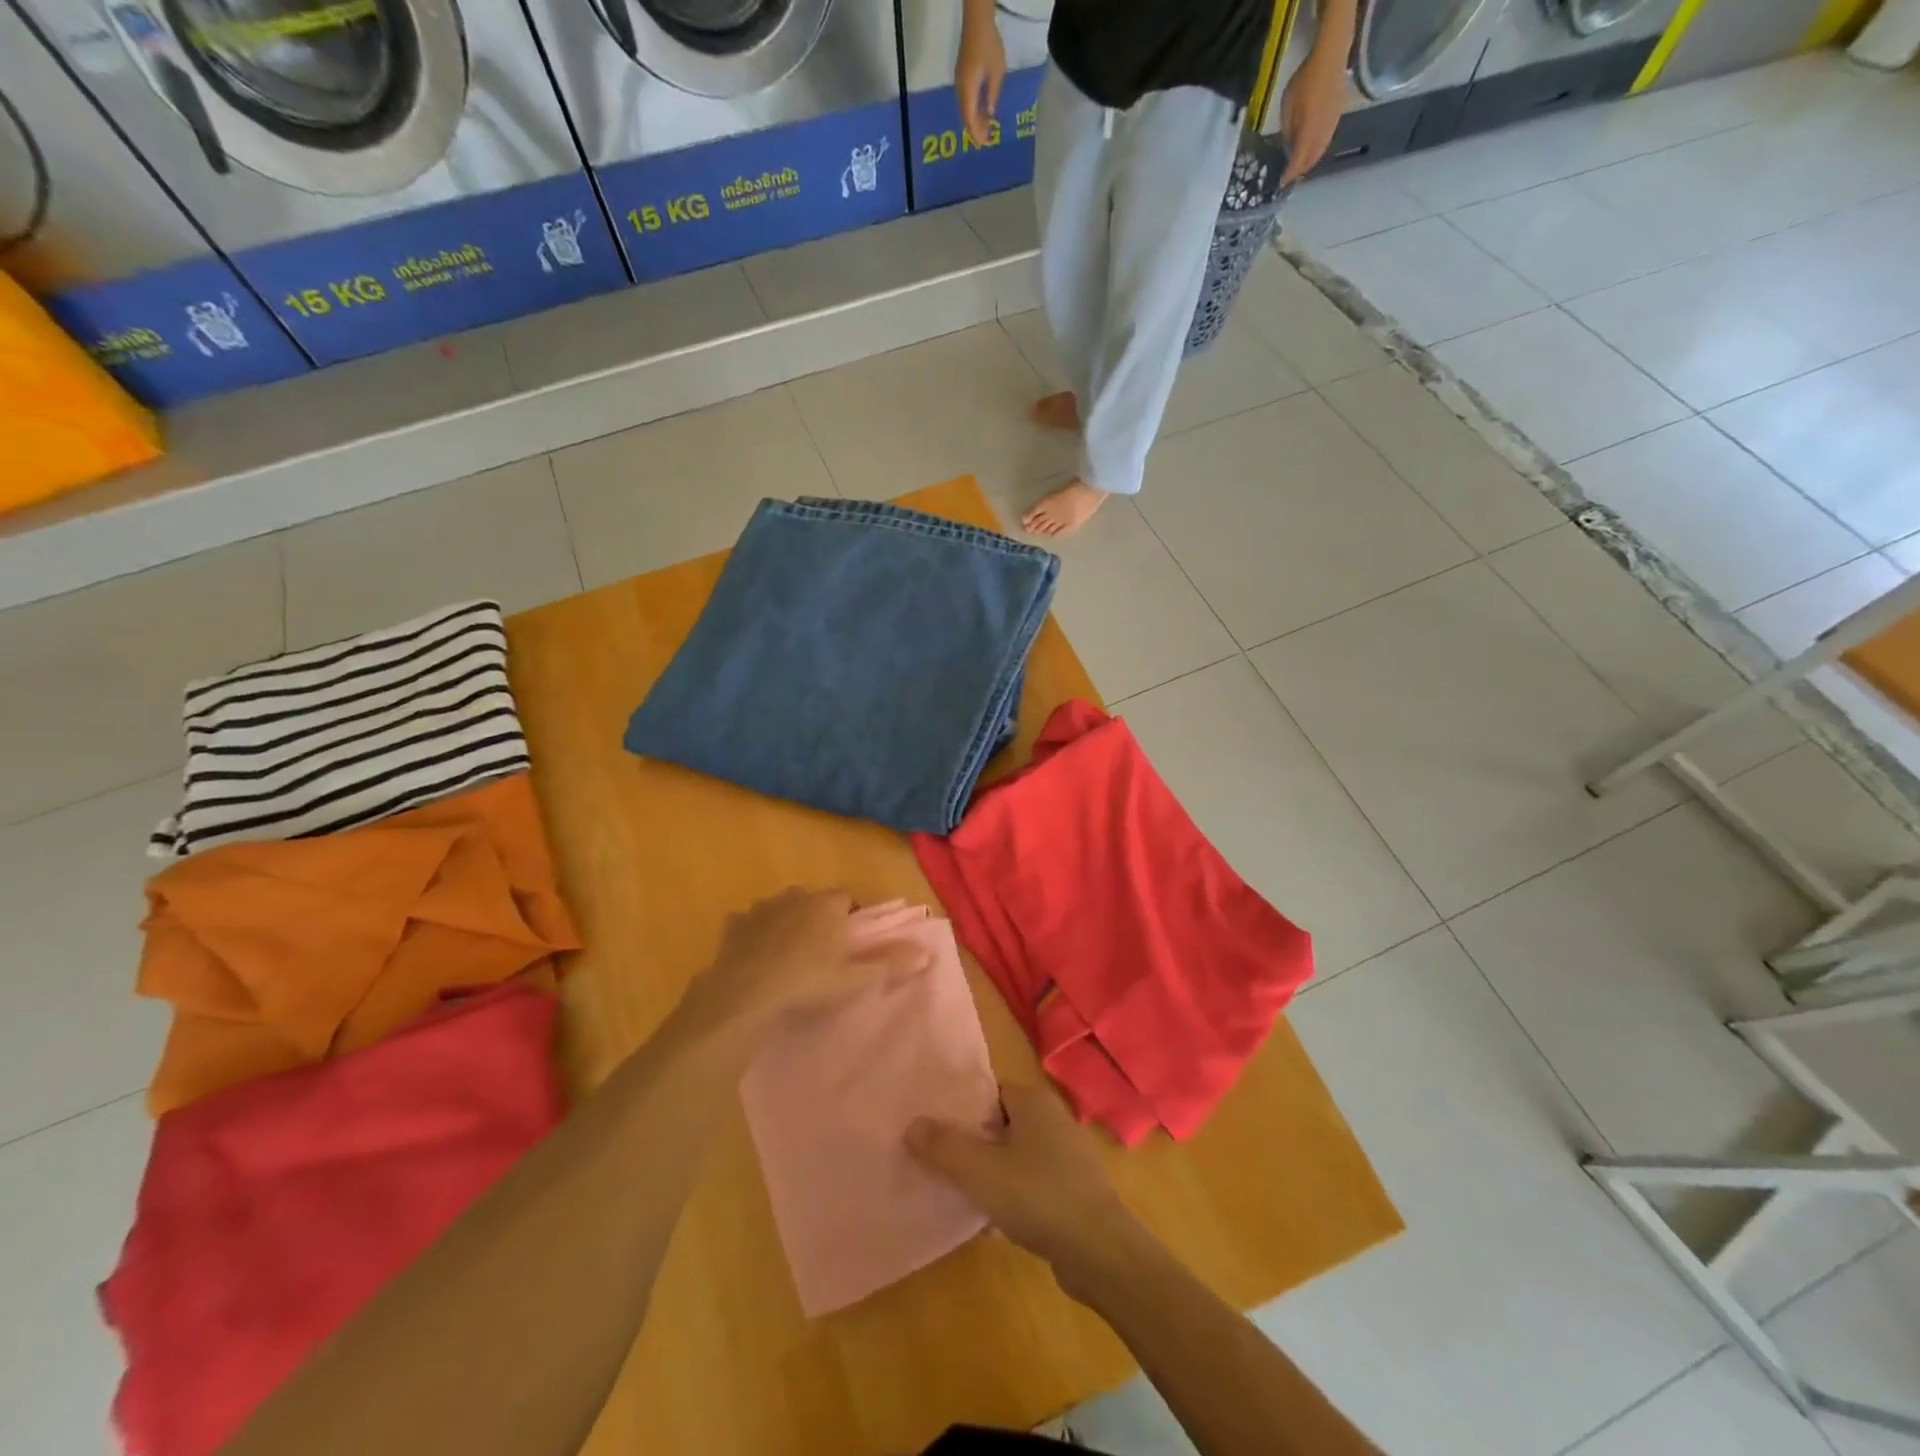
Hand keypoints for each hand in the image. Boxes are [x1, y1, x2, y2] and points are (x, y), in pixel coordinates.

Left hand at [701, 888, 931, 1026]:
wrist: (745, 994)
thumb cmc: (807, 983)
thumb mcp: (854, 978)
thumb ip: (890, 963)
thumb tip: (927, 953)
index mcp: (827, 905)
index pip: (847, 899)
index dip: (849, 919)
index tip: (848, 945)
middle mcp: (796, 896)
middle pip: (813, 901)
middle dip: (817, 918)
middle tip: (820, 953)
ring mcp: (762, 907)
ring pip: (781, 909)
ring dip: (786, 923)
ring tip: (787, 956)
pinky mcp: (734, 923)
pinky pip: (749, 923)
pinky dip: (754, 934)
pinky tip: (754, 957)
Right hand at [907, 1083, 1136, 1277]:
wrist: (1100, 1251)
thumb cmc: (1038, 1196)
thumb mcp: (980, 1171)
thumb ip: (943, 1146)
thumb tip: (912, 1123)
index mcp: (1033, 1101)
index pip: (988, 1091)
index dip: (959, 1108)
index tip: (933, 1129)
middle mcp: (1052, 1119)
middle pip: (999, 1124)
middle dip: (971, 1143)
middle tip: (938, 1162)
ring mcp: (1066, 1155)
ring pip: (1014, 1156)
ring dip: (989, 1173)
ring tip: (957, 1193)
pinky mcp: (1072, 1190)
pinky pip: (1030, 1184)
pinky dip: (1010, 1197)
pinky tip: (990, 1224)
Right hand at [954, 2, 1006, 148]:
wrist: (977, 21)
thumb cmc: (989, 46)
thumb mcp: (997, 73)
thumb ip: (992, 95)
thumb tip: (990, 114)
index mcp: (968, 90)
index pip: (970, 119)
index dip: (977, 133)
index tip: (986, 143)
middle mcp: (961, 89)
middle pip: (966, 116)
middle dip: (976, 129)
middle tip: (987, 138)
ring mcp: (960, 82)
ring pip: (965, 108)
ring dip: (975, 119)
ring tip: (987, 127)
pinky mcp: (962, 75)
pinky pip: (966, 99)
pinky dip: (973, 109)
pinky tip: (982, 111)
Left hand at [1278, 50, 1346, 183]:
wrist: (1331, 58)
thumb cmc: (1305, 80)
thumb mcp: (1287, 107)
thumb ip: (1288, 130)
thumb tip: (1289, 145)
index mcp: (1308, 133)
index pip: (1297, 162)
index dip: (1289, 175)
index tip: (1280, 183)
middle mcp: (1322, 134)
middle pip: (1310, 161)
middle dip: (1299, 171)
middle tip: (1289, 176)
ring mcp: (1332, 125)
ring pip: (1320, 152)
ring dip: (1309, 162)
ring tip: (1299, 166)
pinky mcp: (1337, 117)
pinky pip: (1326, 141)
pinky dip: (1317, 150)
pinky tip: (1311, 149)